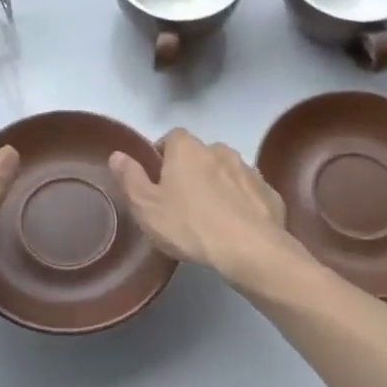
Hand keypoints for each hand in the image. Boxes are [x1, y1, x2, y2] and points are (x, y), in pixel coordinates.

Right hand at [108, 128, 298, 285]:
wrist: (249, 249)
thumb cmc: (189, 225)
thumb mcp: (146, 206)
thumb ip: (130, 177)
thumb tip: (117, 154)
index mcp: (188, 149)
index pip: (171, 138)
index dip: (162, 155)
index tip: (157, 180)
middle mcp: (220, 150)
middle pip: (200, 155)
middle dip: (191, 171)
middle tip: (181, 202)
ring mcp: (248, 170)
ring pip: (226, 172)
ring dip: (218, 186)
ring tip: (210, 217)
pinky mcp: (269, 193)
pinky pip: (249, 193)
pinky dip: (241, 203)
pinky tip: (236, 227)